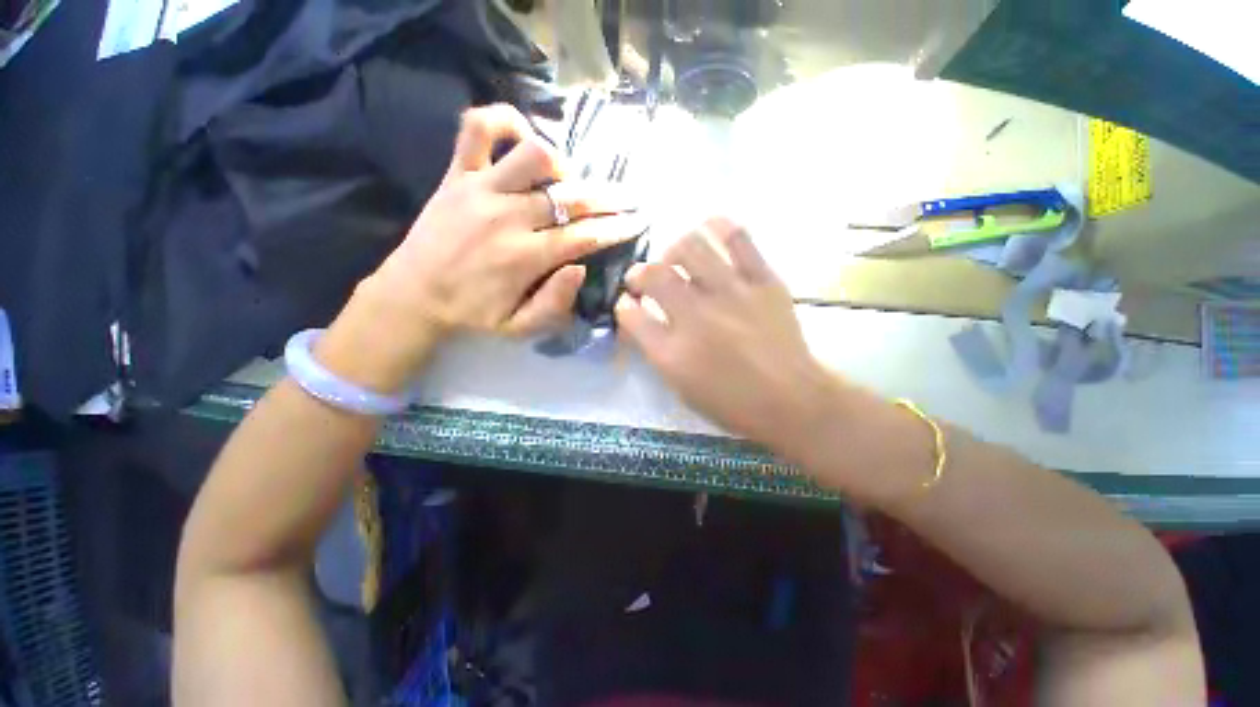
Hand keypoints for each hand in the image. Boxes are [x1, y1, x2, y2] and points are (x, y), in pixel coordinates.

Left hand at [319, 104, 639, 391]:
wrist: (413, 296)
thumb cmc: (473, 315)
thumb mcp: (519, 329)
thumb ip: (554, 304)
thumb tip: (580, 268)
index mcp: (526, 258)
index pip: (585, 237)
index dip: (617, 228)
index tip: (638, 221)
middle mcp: (509, 217)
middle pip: (572, 197)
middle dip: (610, 197)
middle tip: (629, 197)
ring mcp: (480, 189)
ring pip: (534, 154)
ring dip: (562, 164)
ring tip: (568, 181)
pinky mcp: (456, 174)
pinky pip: (476, 128)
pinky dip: (503, 121)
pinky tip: (522, 136)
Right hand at [615, 218, 839, 455]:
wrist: (792, 400)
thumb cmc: (732, 404)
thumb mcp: (682, 388)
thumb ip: (657, 351)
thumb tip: (641, 318)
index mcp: (672, 352)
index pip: (631, 315)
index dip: (624, 305)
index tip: (627, 303)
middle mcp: (696, 317)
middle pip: (654, 275)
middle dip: (639, 273)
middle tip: (644, 277)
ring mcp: (731, 294)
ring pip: (690, 247)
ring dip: (673, 249)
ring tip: (676, 258)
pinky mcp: (763, 281)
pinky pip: (738, 239)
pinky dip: (719, 227)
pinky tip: (710, 229)